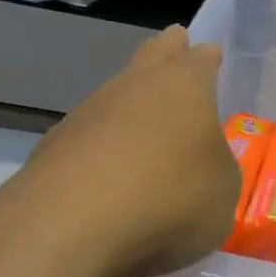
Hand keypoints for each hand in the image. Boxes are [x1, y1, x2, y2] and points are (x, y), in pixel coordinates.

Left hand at [5, 26, 240, 276]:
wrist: (68, 229)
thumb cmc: (169, 197)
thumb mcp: (223, 191)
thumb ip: (218, 169)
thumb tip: (202, 166)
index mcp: (184, 84)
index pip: (200, 57)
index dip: (208, 58)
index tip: (212, 56)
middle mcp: (134, 86)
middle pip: (153, 54)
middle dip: (167, 51)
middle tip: (177, 47)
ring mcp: (87, 114)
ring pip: (116, 97)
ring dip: (131, 107)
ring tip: (147, 131)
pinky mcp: (51, 149)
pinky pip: (89, 140)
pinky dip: (103, 151)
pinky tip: (110, 179)